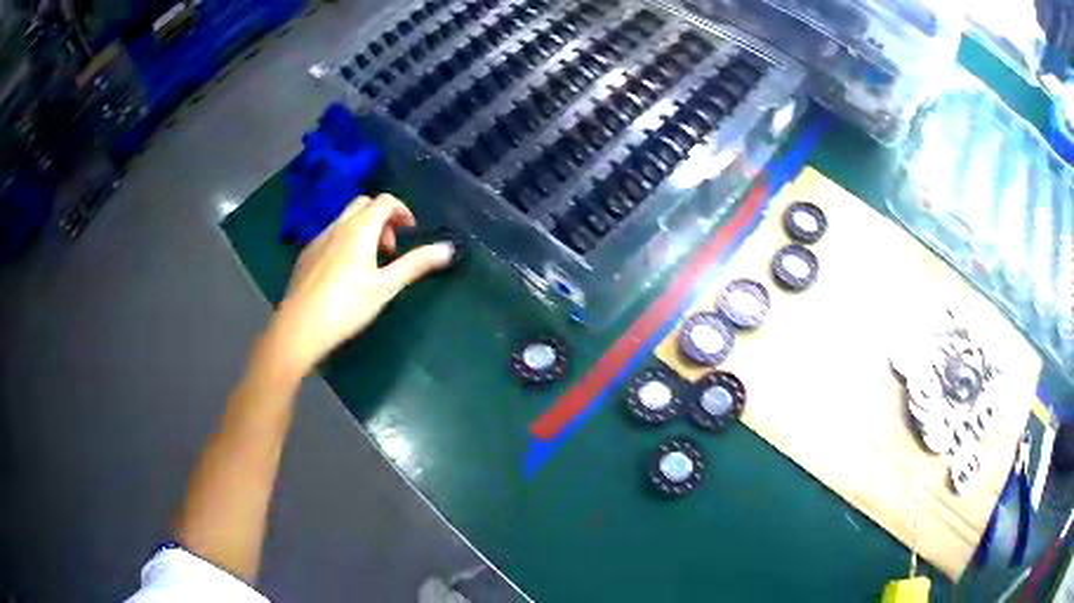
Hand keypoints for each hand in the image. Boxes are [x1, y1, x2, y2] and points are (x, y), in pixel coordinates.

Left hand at [262, 194, 452, 376]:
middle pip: (364, 203)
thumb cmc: (346, 307)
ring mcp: (318, 239)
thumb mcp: (385, 287)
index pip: (385, 201)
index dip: (402, 211)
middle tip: (390, 248)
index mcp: (359, 229)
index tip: (410, 232)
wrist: (299, 327)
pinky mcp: (306, 255)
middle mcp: (337, 226)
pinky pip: (330, 234)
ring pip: (345, 219)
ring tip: (369, 263)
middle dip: (382, 217)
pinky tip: (343, 273)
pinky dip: (345, 240)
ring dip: (363, 229)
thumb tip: (448, 249)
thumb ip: (415, 265)